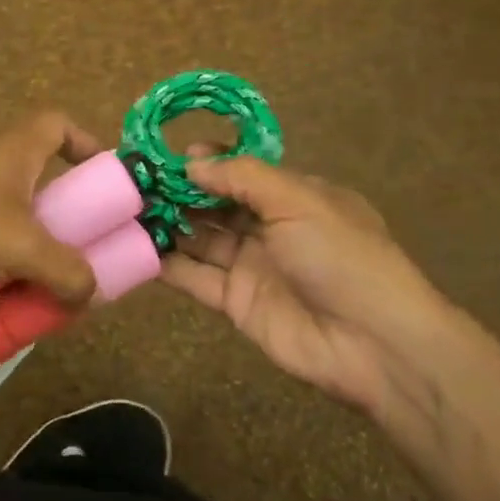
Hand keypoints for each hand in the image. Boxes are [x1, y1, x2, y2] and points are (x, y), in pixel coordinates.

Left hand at [0, 112, 103, 305]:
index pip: (56, 125)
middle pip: (39, 184)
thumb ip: (63, 268)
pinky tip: (10, 305)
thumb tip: (90, 292)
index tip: (105, 177)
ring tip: (52, 291)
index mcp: (11, 154)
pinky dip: (0, 274)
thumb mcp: (18, 244)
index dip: (84, 141)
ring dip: (33, 255)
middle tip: (85, 256)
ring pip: (11, 225)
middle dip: (65, 220)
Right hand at [160, 157, 470, 415]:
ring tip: (126, 209)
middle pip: (216, 204)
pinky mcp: (236, 302)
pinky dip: (167, 264)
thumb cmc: (341, 257)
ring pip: (201, 238)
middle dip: (179, 191)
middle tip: (135, 182)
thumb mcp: (298, 201)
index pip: (243, 171)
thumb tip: (192, 161)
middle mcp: (270, 227)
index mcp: (295, 197)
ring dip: (168, 224)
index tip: (168, 156)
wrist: (374, 344)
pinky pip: (196, 277)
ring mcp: (252, 266)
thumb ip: (242, 177)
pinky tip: (134, 247)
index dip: (208, 162)